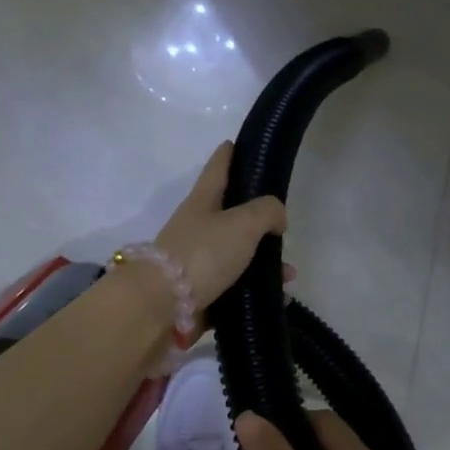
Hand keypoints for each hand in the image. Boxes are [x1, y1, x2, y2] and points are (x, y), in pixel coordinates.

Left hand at [154, 143, 288, 316]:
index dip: (228, 155)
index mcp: (202, 202)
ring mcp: (196, 263)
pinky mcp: (199, 295)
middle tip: (282, 225)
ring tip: (288, 274)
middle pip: (230, 216)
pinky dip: (255, 292)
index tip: (236, 143)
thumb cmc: (202, 254)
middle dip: (257, 220)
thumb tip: (277, 219)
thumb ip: (267, 212)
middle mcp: (197, 228)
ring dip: (263, 263)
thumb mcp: (243, 223)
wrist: (161, 307)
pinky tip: (277, 298)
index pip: (217, 169)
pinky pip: (234, 289)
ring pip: (236, 256)